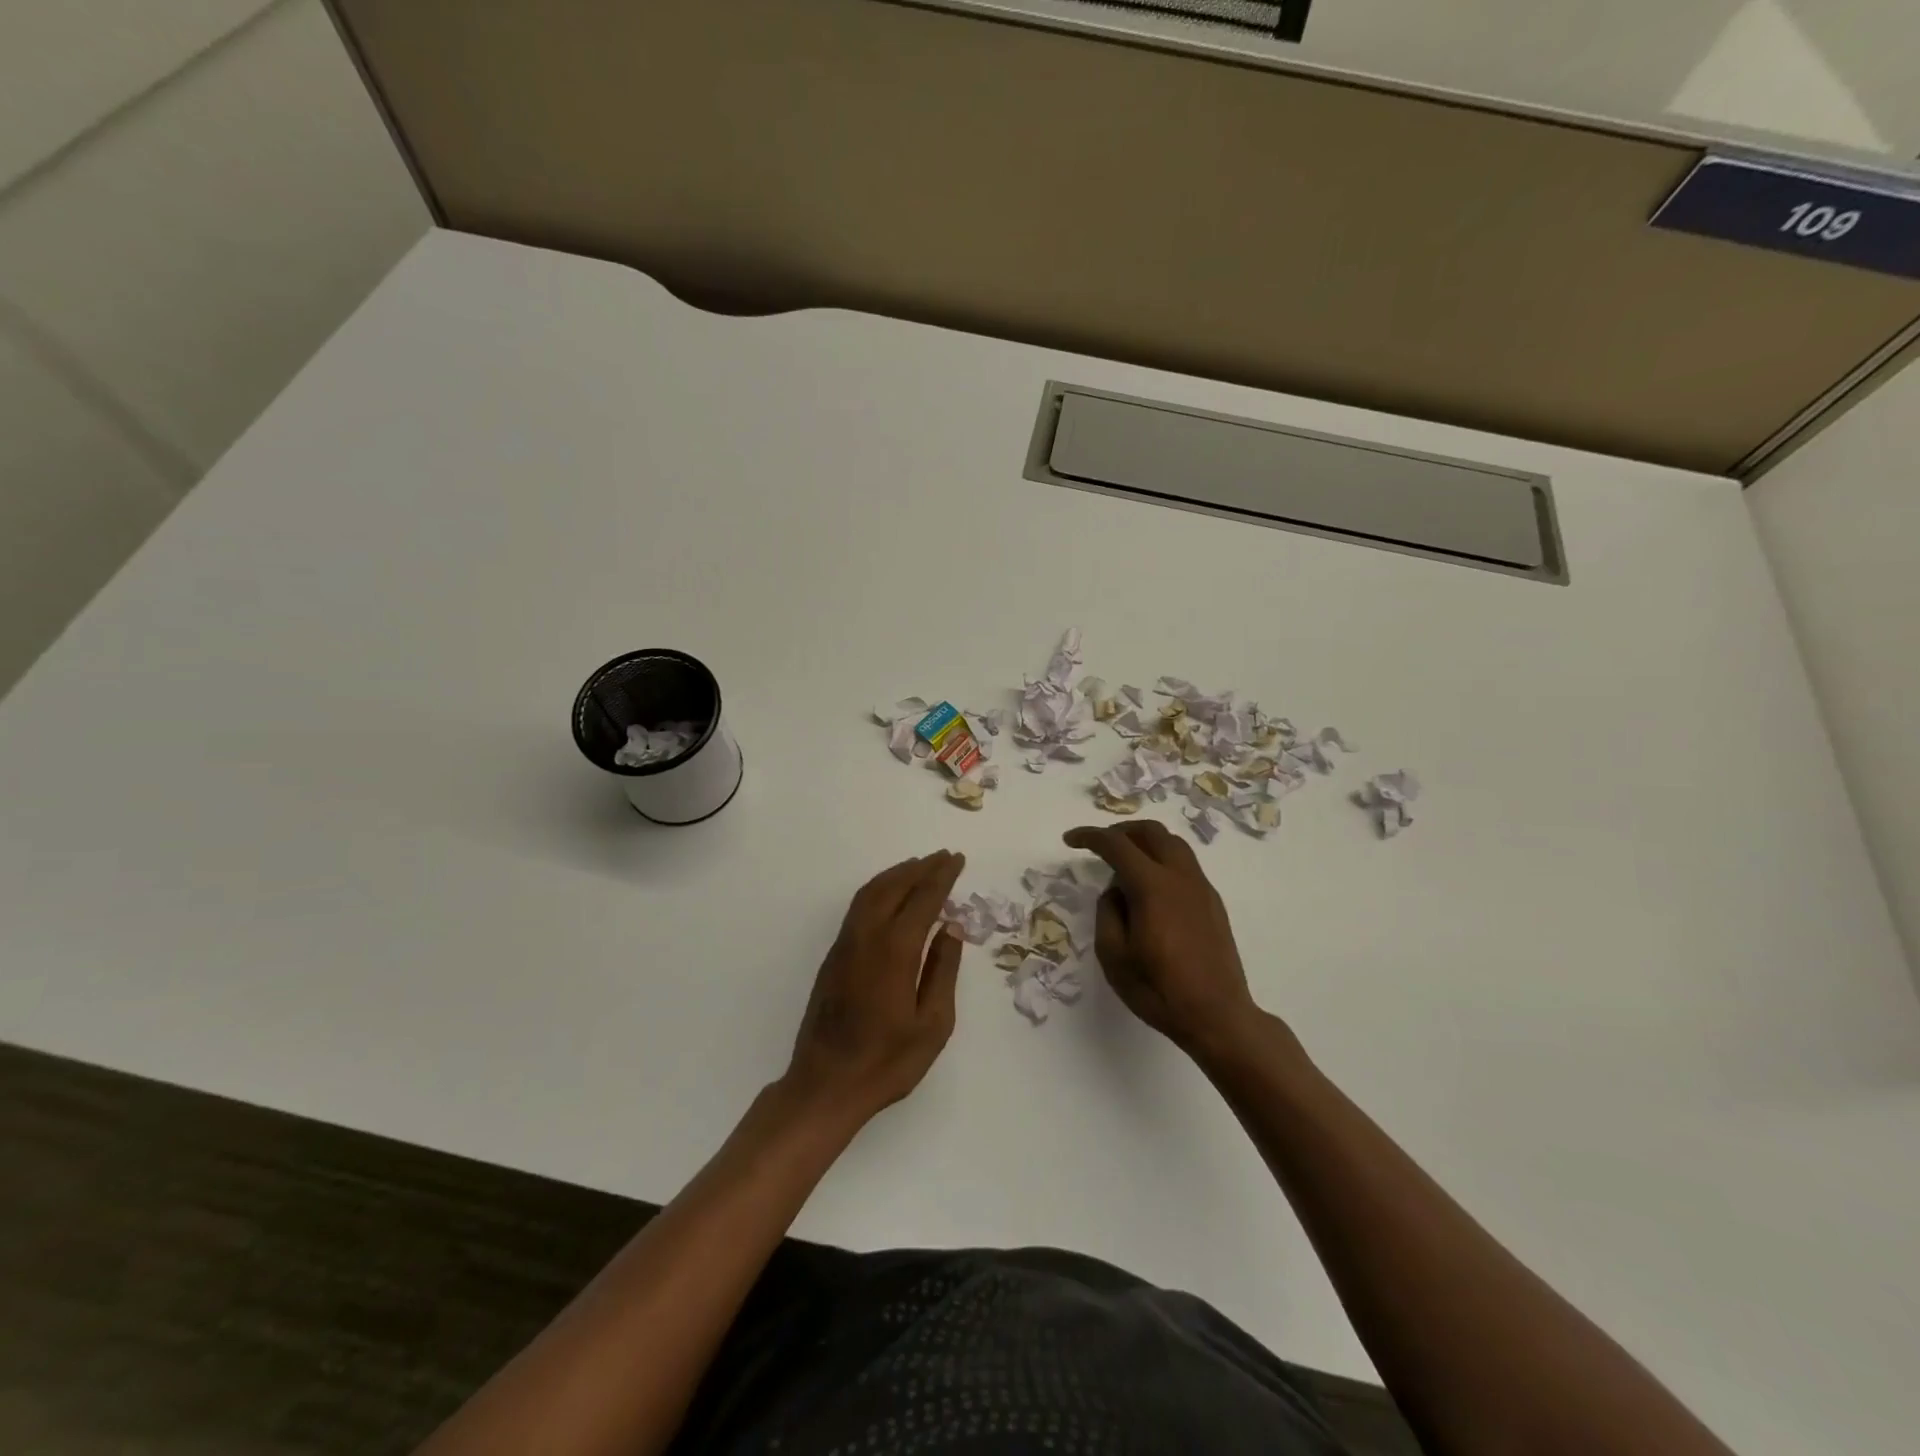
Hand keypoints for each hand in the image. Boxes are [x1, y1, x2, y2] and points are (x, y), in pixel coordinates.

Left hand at [781, 851, 966, 1127]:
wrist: (826, 1085)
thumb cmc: (887, 1062)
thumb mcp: (933, 1024)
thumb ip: (943, 970)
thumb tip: (951, 929)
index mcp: (894, 951)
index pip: (922, 900)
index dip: (941, 877)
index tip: (957, 860)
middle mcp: (866, 937)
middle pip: (894, 887)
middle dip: (921, 868)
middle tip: (944, 857)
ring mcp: (845, 944)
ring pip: (871, 892)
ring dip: (897, 874)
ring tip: (920, 866)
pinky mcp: (834, 956)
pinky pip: (859, 906)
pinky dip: (879, 889)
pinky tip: (890, 894)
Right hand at [1062, 822, 1261, 1055]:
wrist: (1218, 1016)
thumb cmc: (1159, 989)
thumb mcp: (1114, 956)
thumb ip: (1107, 913)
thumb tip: (1116, 892)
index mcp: (1152, 886)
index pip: (1117, 844)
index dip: (1090, 837)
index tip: (1070, 839)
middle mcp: (1180, 877)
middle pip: (1151, 832)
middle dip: (1121, 830)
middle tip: (1100, 844)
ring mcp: (1201, 888)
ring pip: (1173, 844)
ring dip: (1145, 842)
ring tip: (1126, 862)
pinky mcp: (1212, 902)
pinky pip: (1185, 864)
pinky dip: (1163, 860)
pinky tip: (1151, 888)